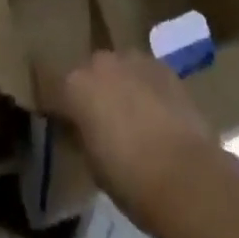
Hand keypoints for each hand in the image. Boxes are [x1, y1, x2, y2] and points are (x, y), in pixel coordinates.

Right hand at [43, 53, 216, 222]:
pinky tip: (154, 112)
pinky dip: (144, 87)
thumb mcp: (93, 164)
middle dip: (91, 91)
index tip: (56, 116)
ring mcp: (133, 58)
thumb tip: (81, 127)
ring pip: (118, 68)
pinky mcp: (162, 65)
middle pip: (88, 72)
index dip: (53, 102)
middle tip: (97, 120)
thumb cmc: (131, 179)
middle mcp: (101, 62)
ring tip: (129, 115)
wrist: (187, 175)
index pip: (51, 85)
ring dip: (119, 85)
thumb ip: (82, 134)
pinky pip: (144, 73)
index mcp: (76, 85)